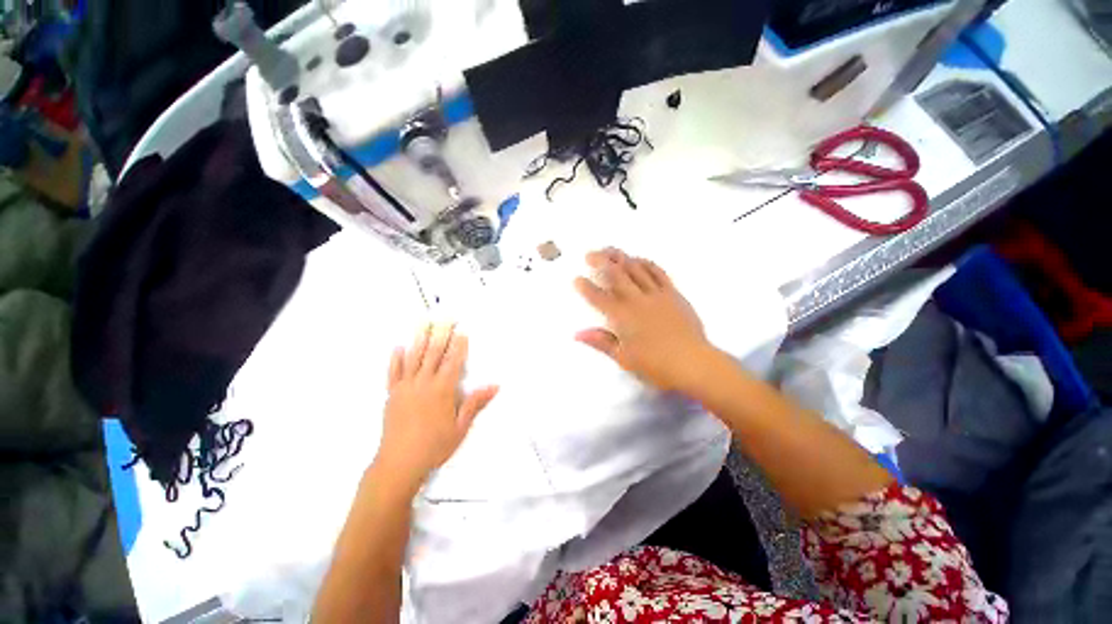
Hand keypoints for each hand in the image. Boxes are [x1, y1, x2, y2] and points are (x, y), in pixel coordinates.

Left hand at [375, 323, 498, 489]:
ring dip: (419, 338)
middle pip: (434, 353)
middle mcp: (424, 383)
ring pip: (414, 358)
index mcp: (442, 390)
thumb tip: (495, 386)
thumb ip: (475, 403)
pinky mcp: (392, 395)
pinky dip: (396, 359)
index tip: (462, 330)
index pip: (453, 361)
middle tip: (444, 317)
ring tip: (423, 322)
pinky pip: (393, 372)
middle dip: (441, 333)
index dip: (459, 345)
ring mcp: (405, 387)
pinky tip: (398, 347)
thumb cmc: (434, 446)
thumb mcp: (460, 427)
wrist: (399, 464)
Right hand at [574, 248, 715, 392]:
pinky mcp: (673, 293)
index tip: (577, 278)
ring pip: (636, 269)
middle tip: (590, 253)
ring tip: (610, 249)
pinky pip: (658, 272)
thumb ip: (601, 342)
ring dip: (621, 257)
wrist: (693, 362)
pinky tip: (639, 259)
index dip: (586, 288)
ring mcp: (656, 294)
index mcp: (622, 317)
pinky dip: (646, 263)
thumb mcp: (624, 358)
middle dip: (601, 262)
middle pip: (616, 276)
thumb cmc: (656, 366)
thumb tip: (578, 334)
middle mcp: (637, 300)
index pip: (599, 298)